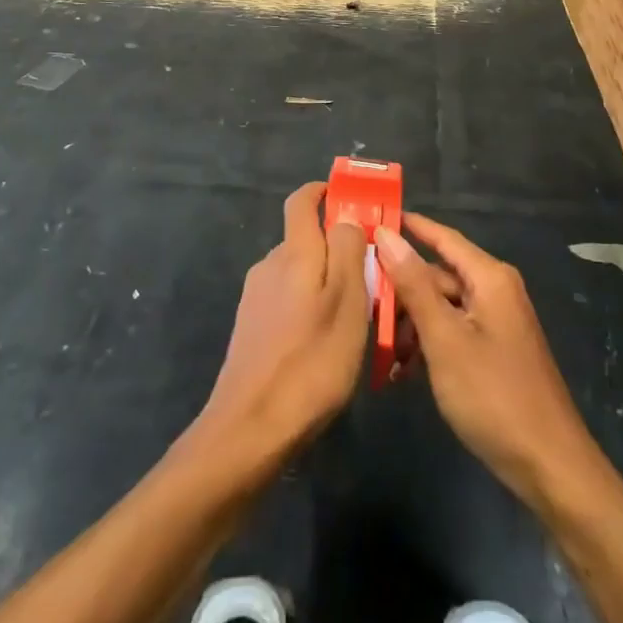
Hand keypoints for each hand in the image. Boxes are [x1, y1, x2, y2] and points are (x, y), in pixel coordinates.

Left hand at [195, 182, 370, 466]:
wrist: (249, 430)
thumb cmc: (311, 361)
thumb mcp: (347, 302)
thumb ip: (348, 250)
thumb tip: (346, 216)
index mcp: (293, 253)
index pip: (301, 201)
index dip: (323, 192)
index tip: (350, 198)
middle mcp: (269, 266)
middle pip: (305, 239)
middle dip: (337, 247)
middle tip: (373, 274)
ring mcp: (256, 299)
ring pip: (299, 273)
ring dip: (326, 281)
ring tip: (357, 316)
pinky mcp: (251, 329)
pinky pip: (288, 300)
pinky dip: (310, 306)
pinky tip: (327, 342)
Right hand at [377, 214, 597, 508]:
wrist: (549, 466)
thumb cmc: (493, 395)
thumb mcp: (445, 339)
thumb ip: (414, 285)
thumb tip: (387, 235)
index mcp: (489, 278)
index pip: (442, 237)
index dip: (408, 227)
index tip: (370, 219)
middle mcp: (495, 290)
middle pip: (439, 274)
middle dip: (401, 290)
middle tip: (360, 303)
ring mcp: (497, 321)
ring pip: (442, 306)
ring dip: (412, 323)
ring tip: (381, 349)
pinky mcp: (495, 349)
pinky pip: (454, 331)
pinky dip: (429, 344)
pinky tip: (403, 370)